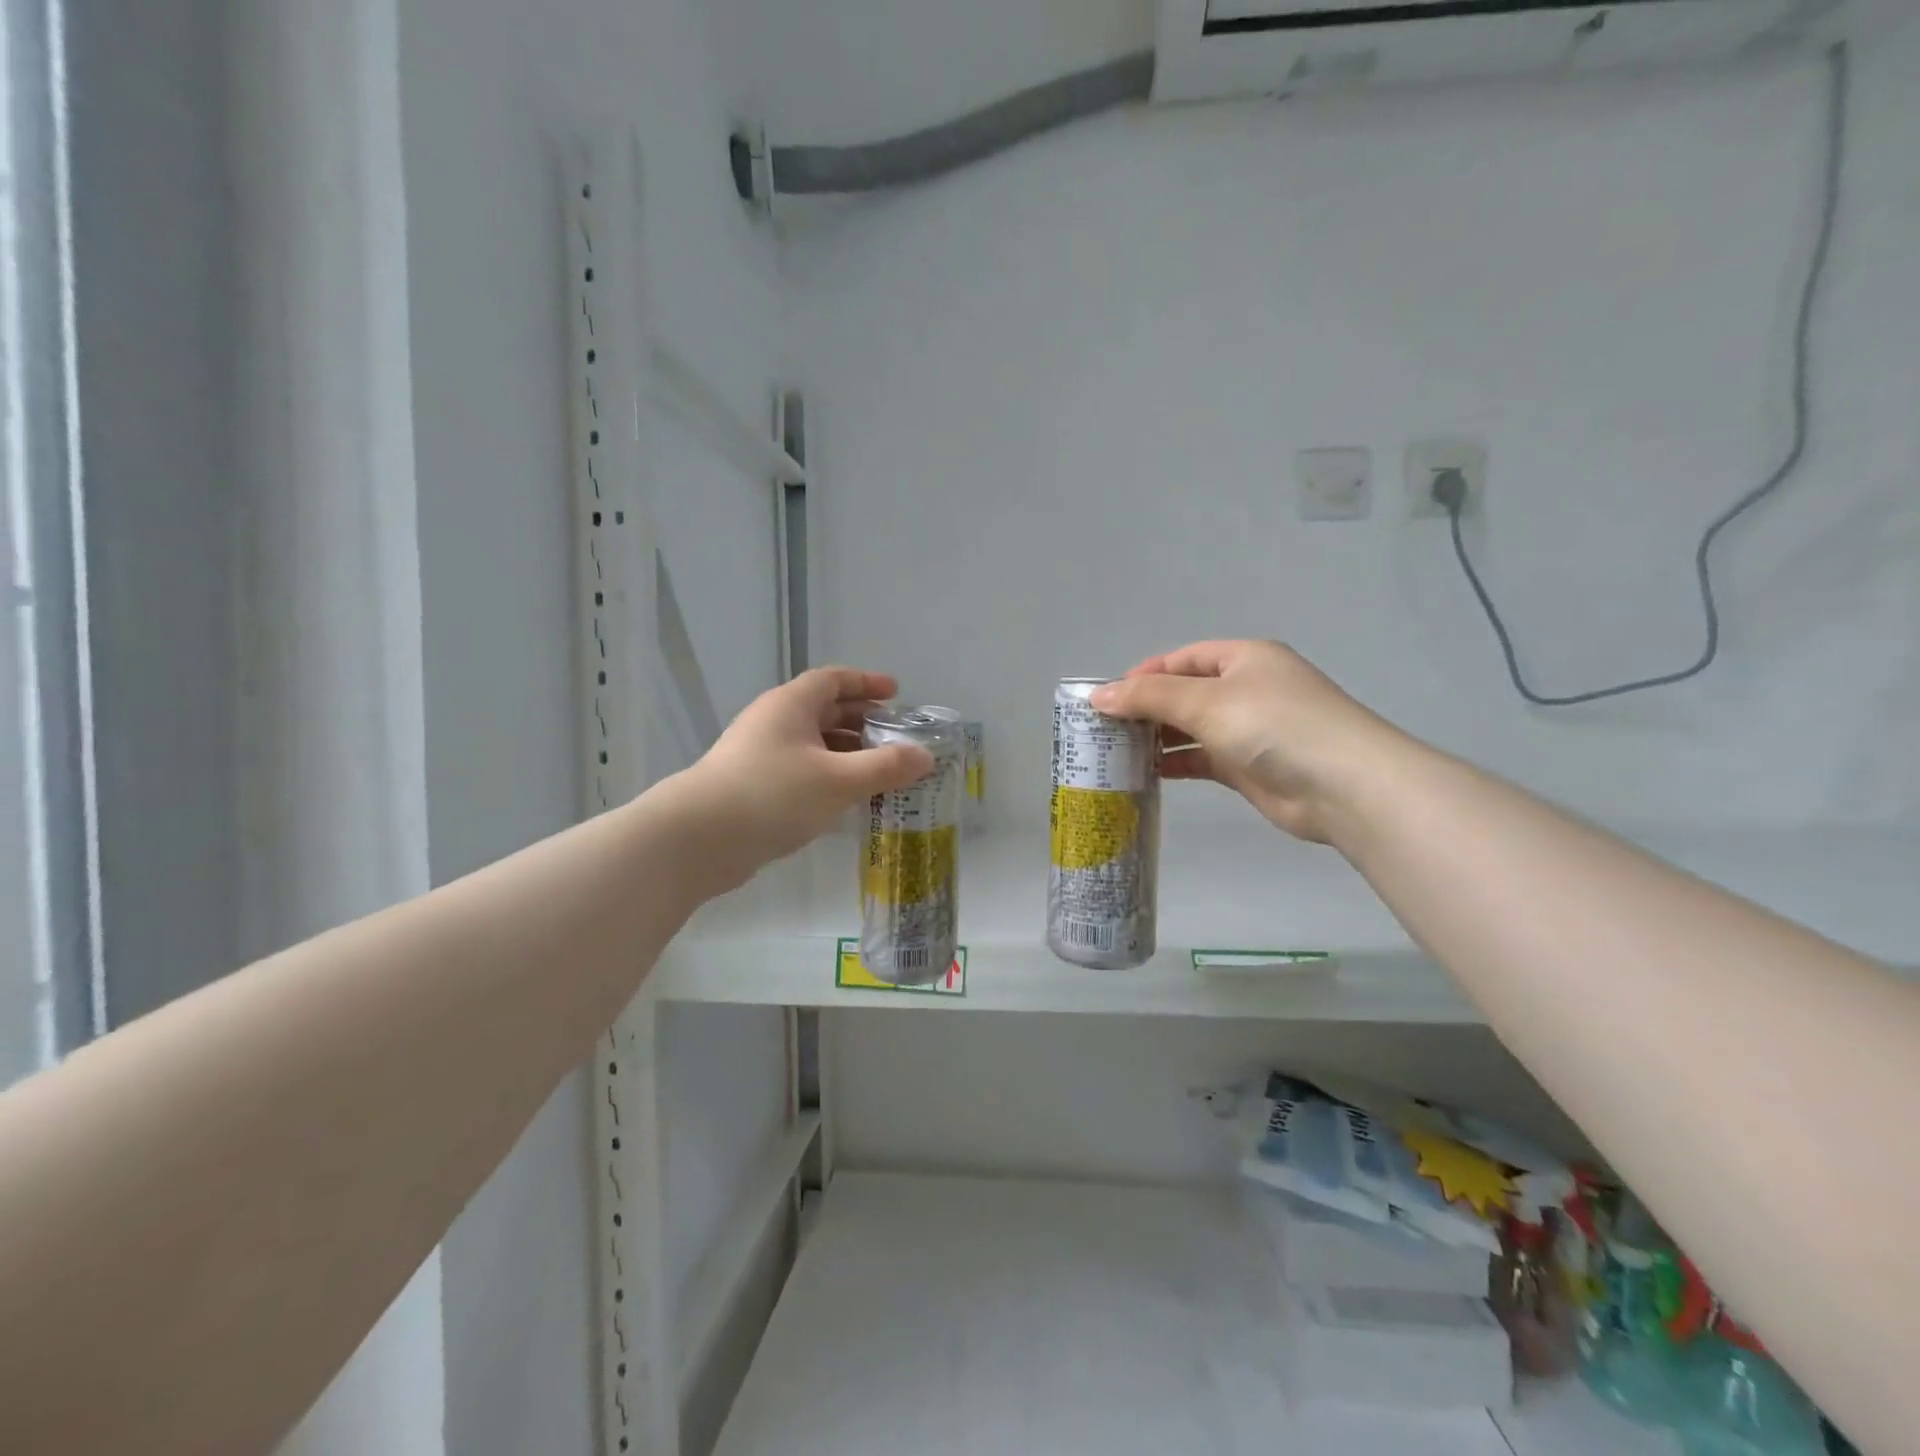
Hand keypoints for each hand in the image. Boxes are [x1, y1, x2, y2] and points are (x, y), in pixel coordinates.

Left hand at [675, 668, 933, 889]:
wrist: (699, 839)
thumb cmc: (773, 795)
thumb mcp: (839, 780)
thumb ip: (886, 767)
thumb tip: (926, 757)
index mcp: (791, 705)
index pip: (833, 680)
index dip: (867, 683)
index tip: (897, 694)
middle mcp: (774, 722)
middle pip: (825, 710)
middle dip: (862, 721)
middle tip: (895, 738)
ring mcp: (760, 755)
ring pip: (813, 744)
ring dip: (847, 753)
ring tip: (881, 773)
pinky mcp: (754, 786)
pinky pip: (802, 770)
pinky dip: (829, 777)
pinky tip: (847, 800)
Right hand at [1091, 641, 1401, 843]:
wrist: (1343, 786)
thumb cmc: (1273, 726)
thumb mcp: (1206, 701)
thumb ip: (1149, 697)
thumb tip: (1097, 695)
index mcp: (1243, 659)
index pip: (1182, 658)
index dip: (1143, 675)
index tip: (1106, 698)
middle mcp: (1247, 689)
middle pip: (1185, 692)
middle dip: (1146, 708)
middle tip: (1104, 728)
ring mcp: (1250, 729)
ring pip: (1192, 728)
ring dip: (1158, 737)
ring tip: (1116, 751)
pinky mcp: (1249, 766)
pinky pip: (1203, 758)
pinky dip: (1177, 762)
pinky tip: (1147, 772)